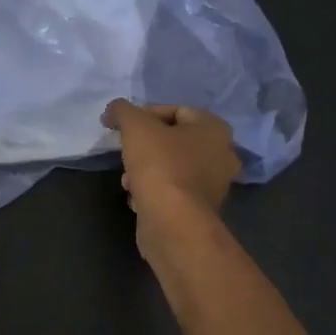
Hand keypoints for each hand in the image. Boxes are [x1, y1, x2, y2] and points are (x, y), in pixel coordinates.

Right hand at [102, 100, 240, 258]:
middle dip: (145, 146)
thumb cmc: (160, 166)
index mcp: (215, 129)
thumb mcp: (135, 127)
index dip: (145, 115)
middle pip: (174, 141)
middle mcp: (222, 155)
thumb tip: (113, 111)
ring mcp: (213, 187)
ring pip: (172, 168)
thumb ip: (122, 111)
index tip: (123, 127)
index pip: (177, 110)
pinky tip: (136, 198)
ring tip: (127, 180)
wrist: (173, 224)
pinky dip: (153, 192)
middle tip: (126, 152)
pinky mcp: (199, 212)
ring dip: (146, 170)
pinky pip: (172, 192)